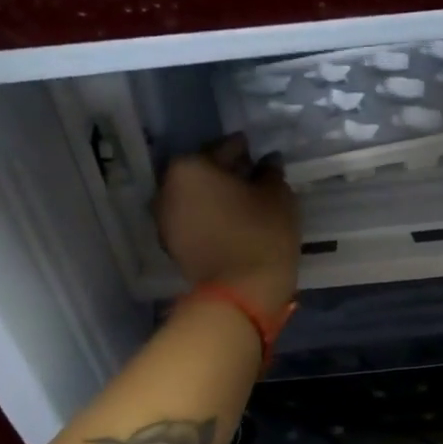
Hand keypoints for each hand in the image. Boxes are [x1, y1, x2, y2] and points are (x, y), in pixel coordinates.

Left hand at [154, 136, 299, 314]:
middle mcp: (167, 188)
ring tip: (244, 204)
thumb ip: (270, 172)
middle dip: (225, 174)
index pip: (223, 149)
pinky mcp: (172, 247)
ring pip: (197, 199)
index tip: (257, 154)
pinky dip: (210, 219)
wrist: (241, 294)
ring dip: (216, 198)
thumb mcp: (277, 195)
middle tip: (252, 178)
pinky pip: (194, 222)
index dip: (244, 150)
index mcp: (190, 166)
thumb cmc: (261, 235)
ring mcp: (165, 220)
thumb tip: (266, 162)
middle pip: (203, 173)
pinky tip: (232, 223)